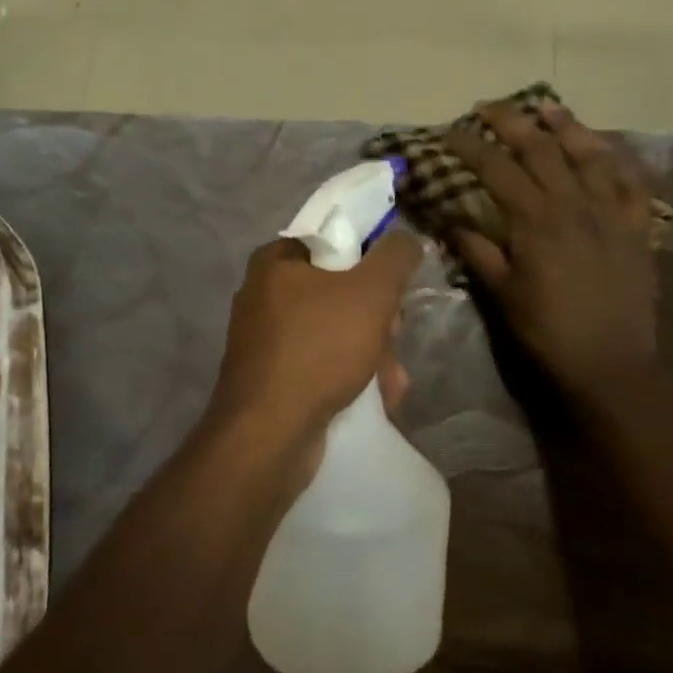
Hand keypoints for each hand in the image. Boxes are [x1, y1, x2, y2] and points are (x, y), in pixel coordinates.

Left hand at [210, 228, 421, 455]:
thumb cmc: (318, 349)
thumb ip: (394, 257)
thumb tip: (408, 238)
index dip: (370, 263)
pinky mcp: (271, 377)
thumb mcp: (370, 293)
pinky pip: (320, 364)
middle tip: (393, 339)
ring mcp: (265, 339)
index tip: (392, 290)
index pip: (333, 243)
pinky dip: (349, 377)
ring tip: (391, 383)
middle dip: (377, 320)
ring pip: (335, 332)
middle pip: (339, 291)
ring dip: (372, 354)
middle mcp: (263, 295)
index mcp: (274, 261)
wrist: (268, 435)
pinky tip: (377, 398)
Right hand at [445, 102, 657, 398]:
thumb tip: (451, 219)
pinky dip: (617, 159)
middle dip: (511, 121)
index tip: (448, 132)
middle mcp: (574, 204)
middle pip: (540, 147)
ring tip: (546, 108)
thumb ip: (477, 250)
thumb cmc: (547, 331)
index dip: (469, 146)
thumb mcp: (501, 293)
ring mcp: (611, 212)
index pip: (495, 168)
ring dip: (565, 126)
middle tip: (488, 107)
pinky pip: (631, 182)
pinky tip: (604, 148)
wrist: (611, 365)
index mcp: (535, 220)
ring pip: (588, 153)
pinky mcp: (637, 227)